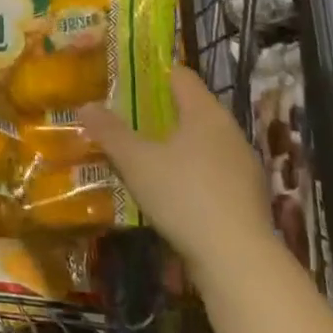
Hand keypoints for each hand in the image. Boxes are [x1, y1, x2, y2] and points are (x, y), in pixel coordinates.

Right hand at [80, 65, 274, 291]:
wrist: (238, 261)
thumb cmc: (184, 195)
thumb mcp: (136, 162)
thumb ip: (109, 131)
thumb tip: (85, 105)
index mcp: (206, 112)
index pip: (181, 75)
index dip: (153, 72)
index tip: (126, 77)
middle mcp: (230, 131)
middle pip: (192, 108)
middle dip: (161, 109)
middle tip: (126, 115)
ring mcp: (243, 166)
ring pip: (203, 141)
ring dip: (176, 143)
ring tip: (144, 152)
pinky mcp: (247, 197)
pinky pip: (212, 170)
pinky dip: (191, 171)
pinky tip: (170, 188)